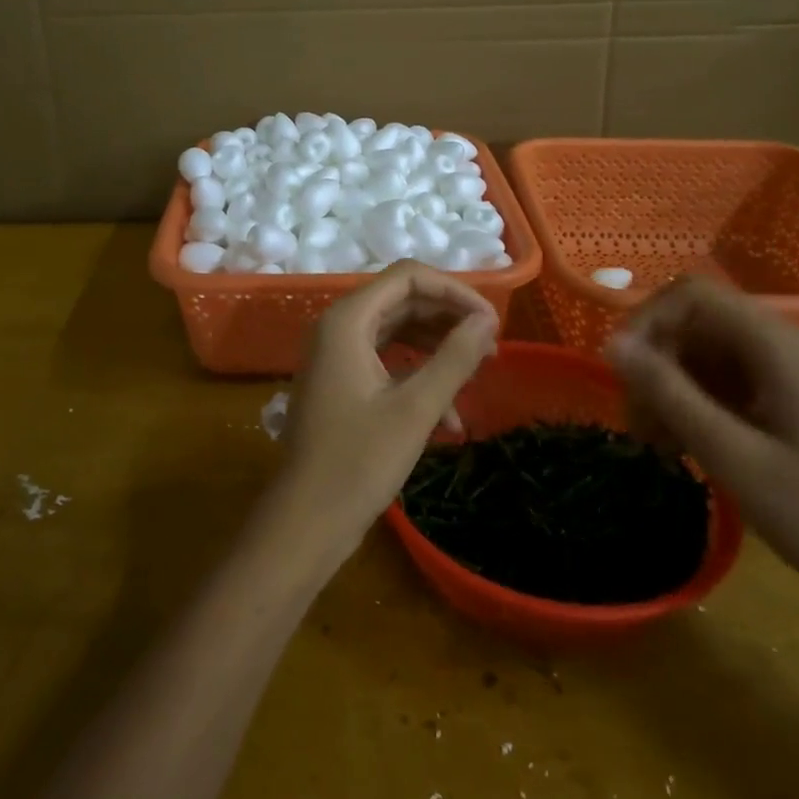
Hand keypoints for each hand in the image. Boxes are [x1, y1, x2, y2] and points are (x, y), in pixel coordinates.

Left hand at [270, 262, 499, 564]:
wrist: (306, 521)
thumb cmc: (359, 462)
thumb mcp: (416, 408)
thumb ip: (454, 358)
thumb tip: (487, 319)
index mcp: (347, 320)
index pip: (408, 277)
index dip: (454, 291)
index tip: (491, 320)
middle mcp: (338, 327)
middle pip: (403, 301)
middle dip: (449, 320)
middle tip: (491, 347)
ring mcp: (337, 355)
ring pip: (397, 331)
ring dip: (437, 350)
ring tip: (478, 374)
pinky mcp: (341, 381)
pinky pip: (386, 361)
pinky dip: (418, 377)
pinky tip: (449, 418)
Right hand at [604, 276, 798, 629]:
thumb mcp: (732, 455)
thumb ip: (669, 392)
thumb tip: (611, 343)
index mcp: (780, 346)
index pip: (693, 296)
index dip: (646, 321)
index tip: (621, 371)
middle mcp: (786, 346)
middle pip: (697, 323)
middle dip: (655, 361)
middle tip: (636, 418)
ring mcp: (791, 374)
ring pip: (706, 353)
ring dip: (670, 386)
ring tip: (653, 440)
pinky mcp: (791, 402)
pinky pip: (727, 381)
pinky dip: (695, 403)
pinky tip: (681, 445)